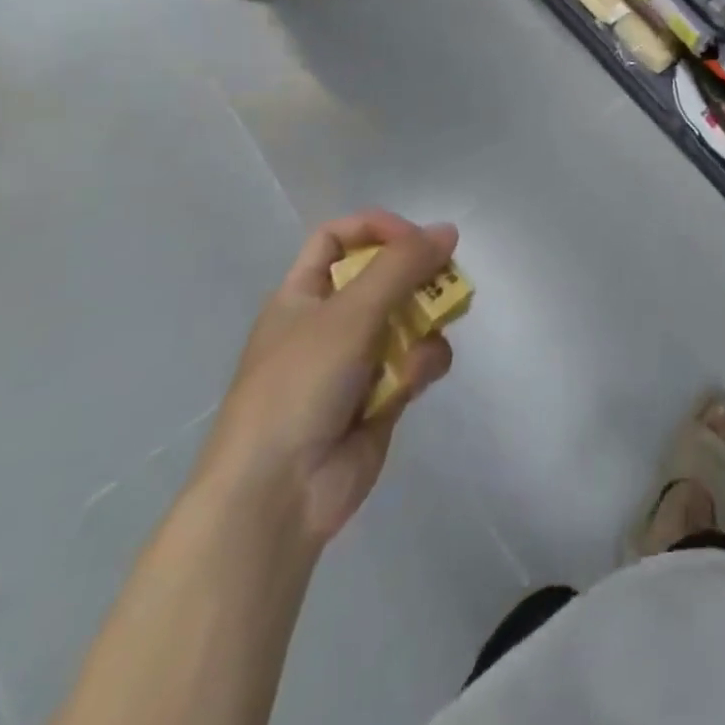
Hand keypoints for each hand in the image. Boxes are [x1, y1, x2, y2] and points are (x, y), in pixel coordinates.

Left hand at [195, 211, 457, 544]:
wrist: (277, 495)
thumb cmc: (299, 386)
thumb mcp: (349, 313)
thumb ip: (401, 266)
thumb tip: (447, 230)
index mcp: (303, 295)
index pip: (339, 238)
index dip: (376, 229)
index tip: (414, 239)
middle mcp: (330, 322)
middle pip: (384, 275)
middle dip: (417, 276)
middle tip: (446, 278)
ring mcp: (357, 360)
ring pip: (409, 318)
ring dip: (426, 322)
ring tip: (430, 334)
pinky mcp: (383, 395)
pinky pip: (417, 360)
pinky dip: (422, 364)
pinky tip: (416, 379)